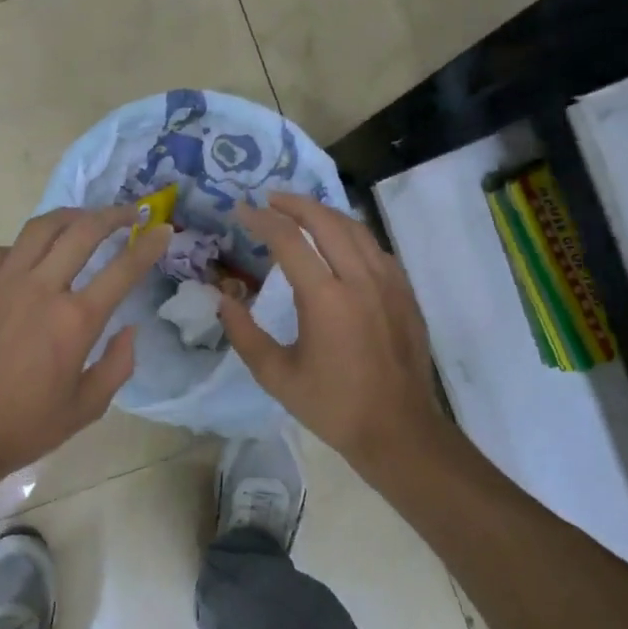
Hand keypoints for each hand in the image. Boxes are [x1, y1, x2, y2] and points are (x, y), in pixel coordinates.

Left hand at [0, 206, 171, 486]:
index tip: (163, 230)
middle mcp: (41, 289)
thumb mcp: (87, 407)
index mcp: (75, 320)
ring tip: (84, 218)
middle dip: (113, 214)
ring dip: (70, 216)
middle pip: (83, 231)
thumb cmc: (25, 426)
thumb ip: (117, 365)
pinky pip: (1, 250)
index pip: (123, 269)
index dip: (148, 245)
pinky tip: (28, 259)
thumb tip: (129, 329)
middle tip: (130, 212)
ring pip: (41, 228)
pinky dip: (22, 247)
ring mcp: (2, 283)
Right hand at [220, 193, 454, 475]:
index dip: (261, 220)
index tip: (241, 211)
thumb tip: (222, 300)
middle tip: (269, 199)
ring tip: (300, 211)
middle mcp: (360, 278)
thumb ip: (244, 334)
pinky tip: (338, 241)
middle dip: (294, 203)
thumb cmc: (333, 405)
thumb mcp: (276, 376)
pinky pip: (374, 247)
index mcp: (325, 298)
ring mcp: (388, 282)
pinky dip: (350, 233)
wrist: (398, 429)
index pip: (288, 240)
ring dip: (324, 212)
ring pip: (355, 228)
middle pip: (325, 220)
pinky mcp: (405, 292)